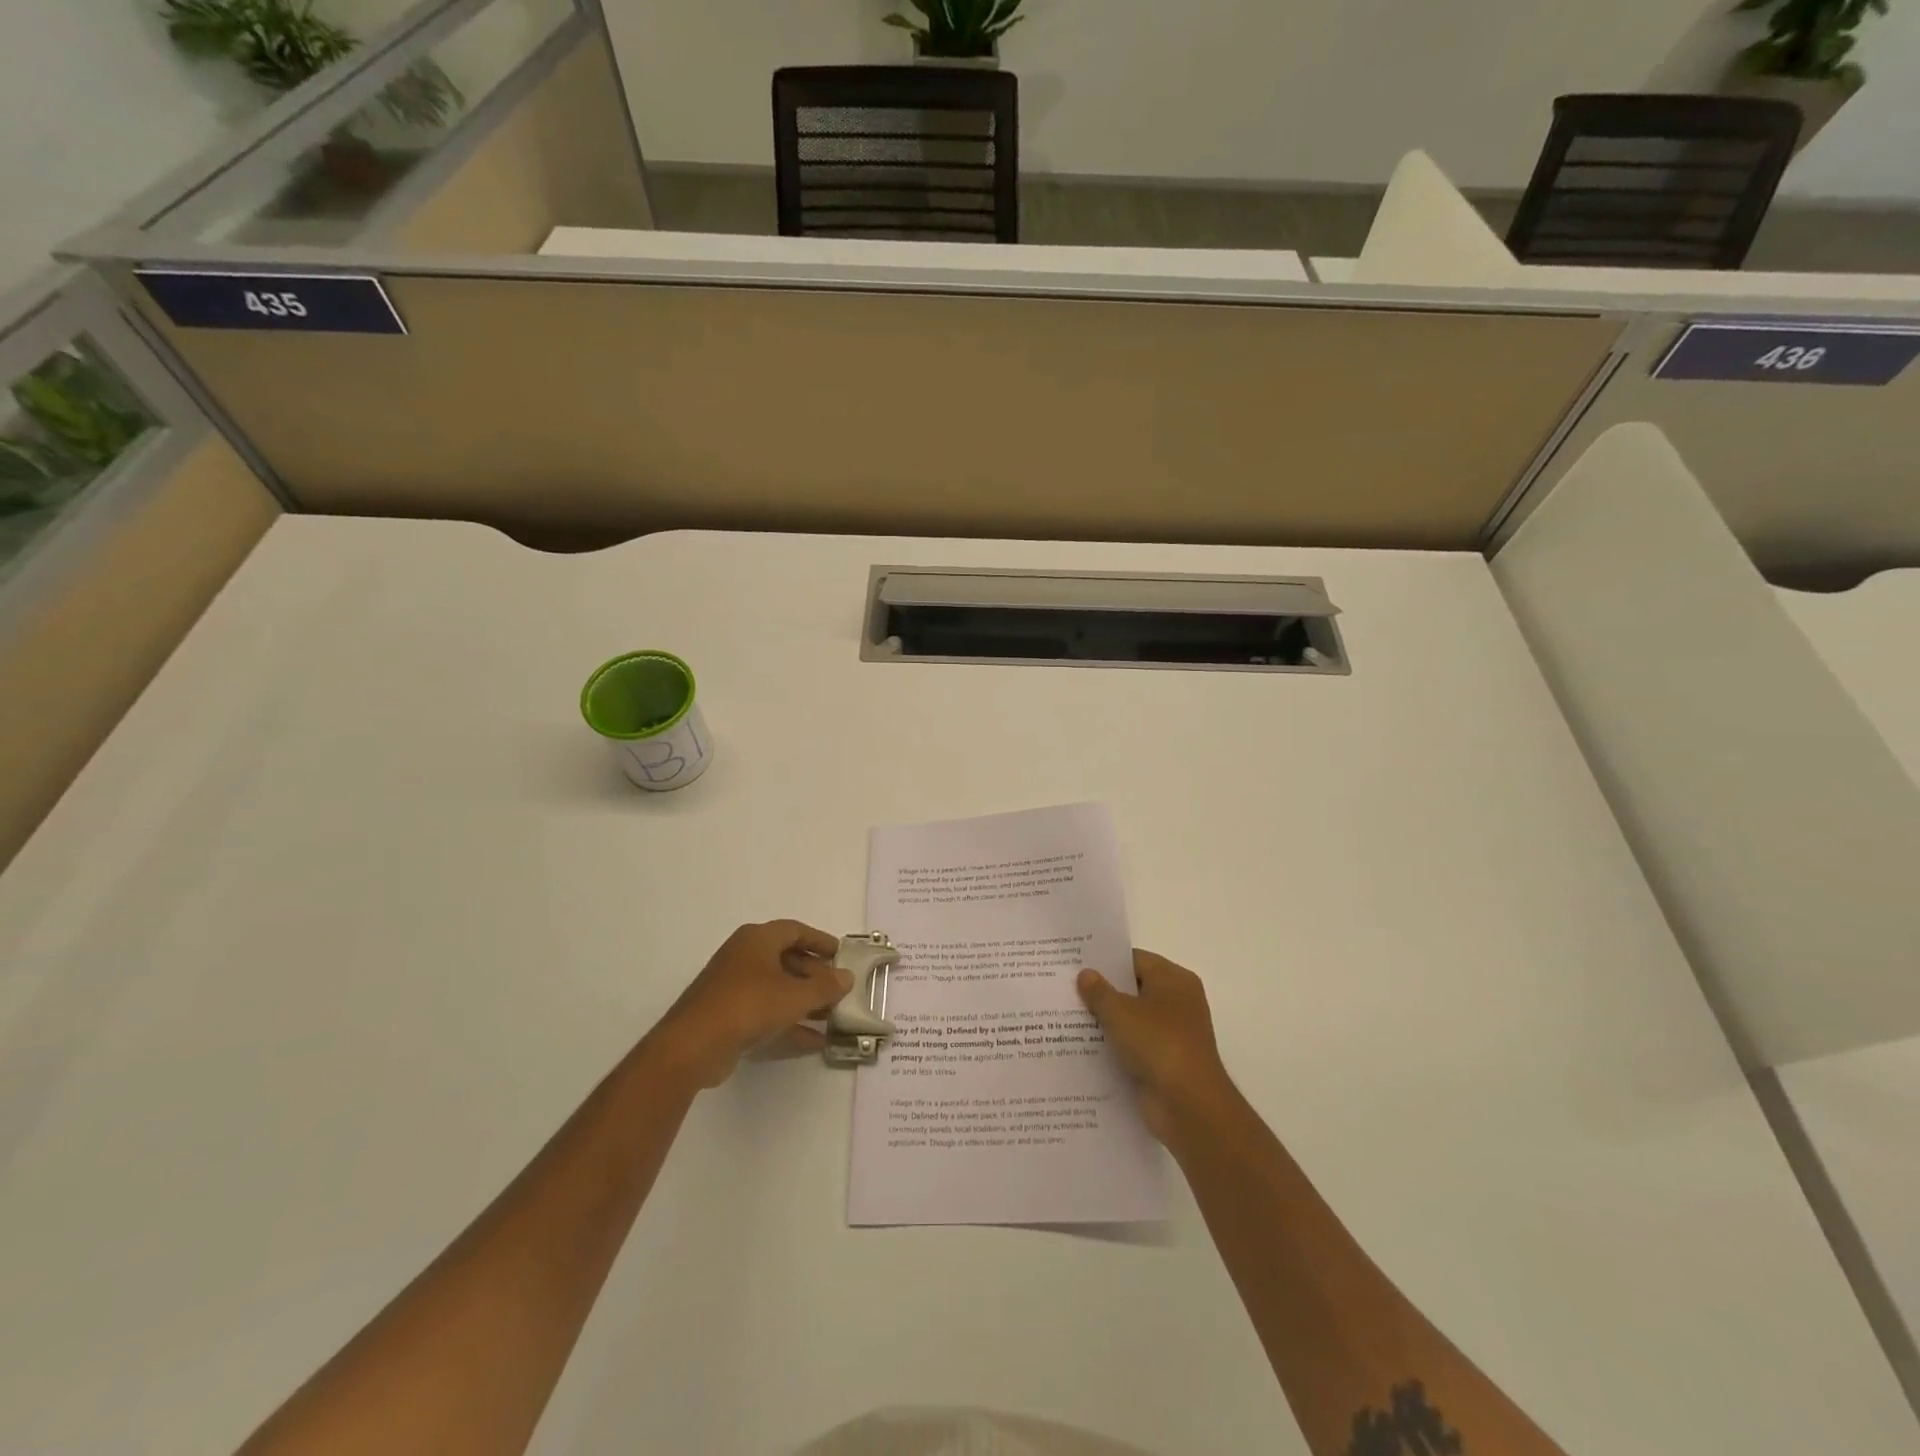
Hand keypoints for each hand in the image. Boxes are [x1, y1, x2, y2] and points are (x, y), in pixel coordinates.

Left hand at [652, 921, 852, 1087]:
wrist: (693, 1045)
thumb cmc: (748, 1005)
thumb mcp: (794, 995)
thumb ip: (824, 987)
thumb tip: (847, 977)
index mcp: (757, 939)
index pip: (795, 931)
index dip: (820, 941)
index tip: (841, 954)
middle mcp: (744, 956)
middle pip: (787, 959)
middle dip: (815, 974)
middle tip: (839, 988)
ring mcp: (733, 987)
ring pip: (777, 987)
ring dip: (804, 1000)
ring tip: (832, 1015)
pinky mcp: (728, 1015)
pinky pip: (766, 1011)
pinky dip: (789, 1022)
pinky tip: (814, 1040)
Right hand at [1078, 950, 1236, 1142]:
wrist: (1189, 1105)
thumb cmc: (1158, 1043)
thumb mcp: (1120, 1012)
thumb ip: (1099, 991)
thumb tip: (1085, 974)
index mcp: (1174, 980)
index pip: (1135, 960)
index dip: (1106, 962)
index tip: (1075, 964)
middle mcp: (1177, 1002)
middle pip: (1133, 989)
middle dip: (1102, 992)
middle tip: (1065, 989)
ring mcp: (1172, 1034)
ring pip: (1132, 1020)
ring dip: (1106, 1022)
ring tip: (1066, 1018)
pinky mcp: (1165, 1063)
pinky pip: (1134, 1047)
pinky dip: (1114, 1047)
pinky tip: (1083, 1048)